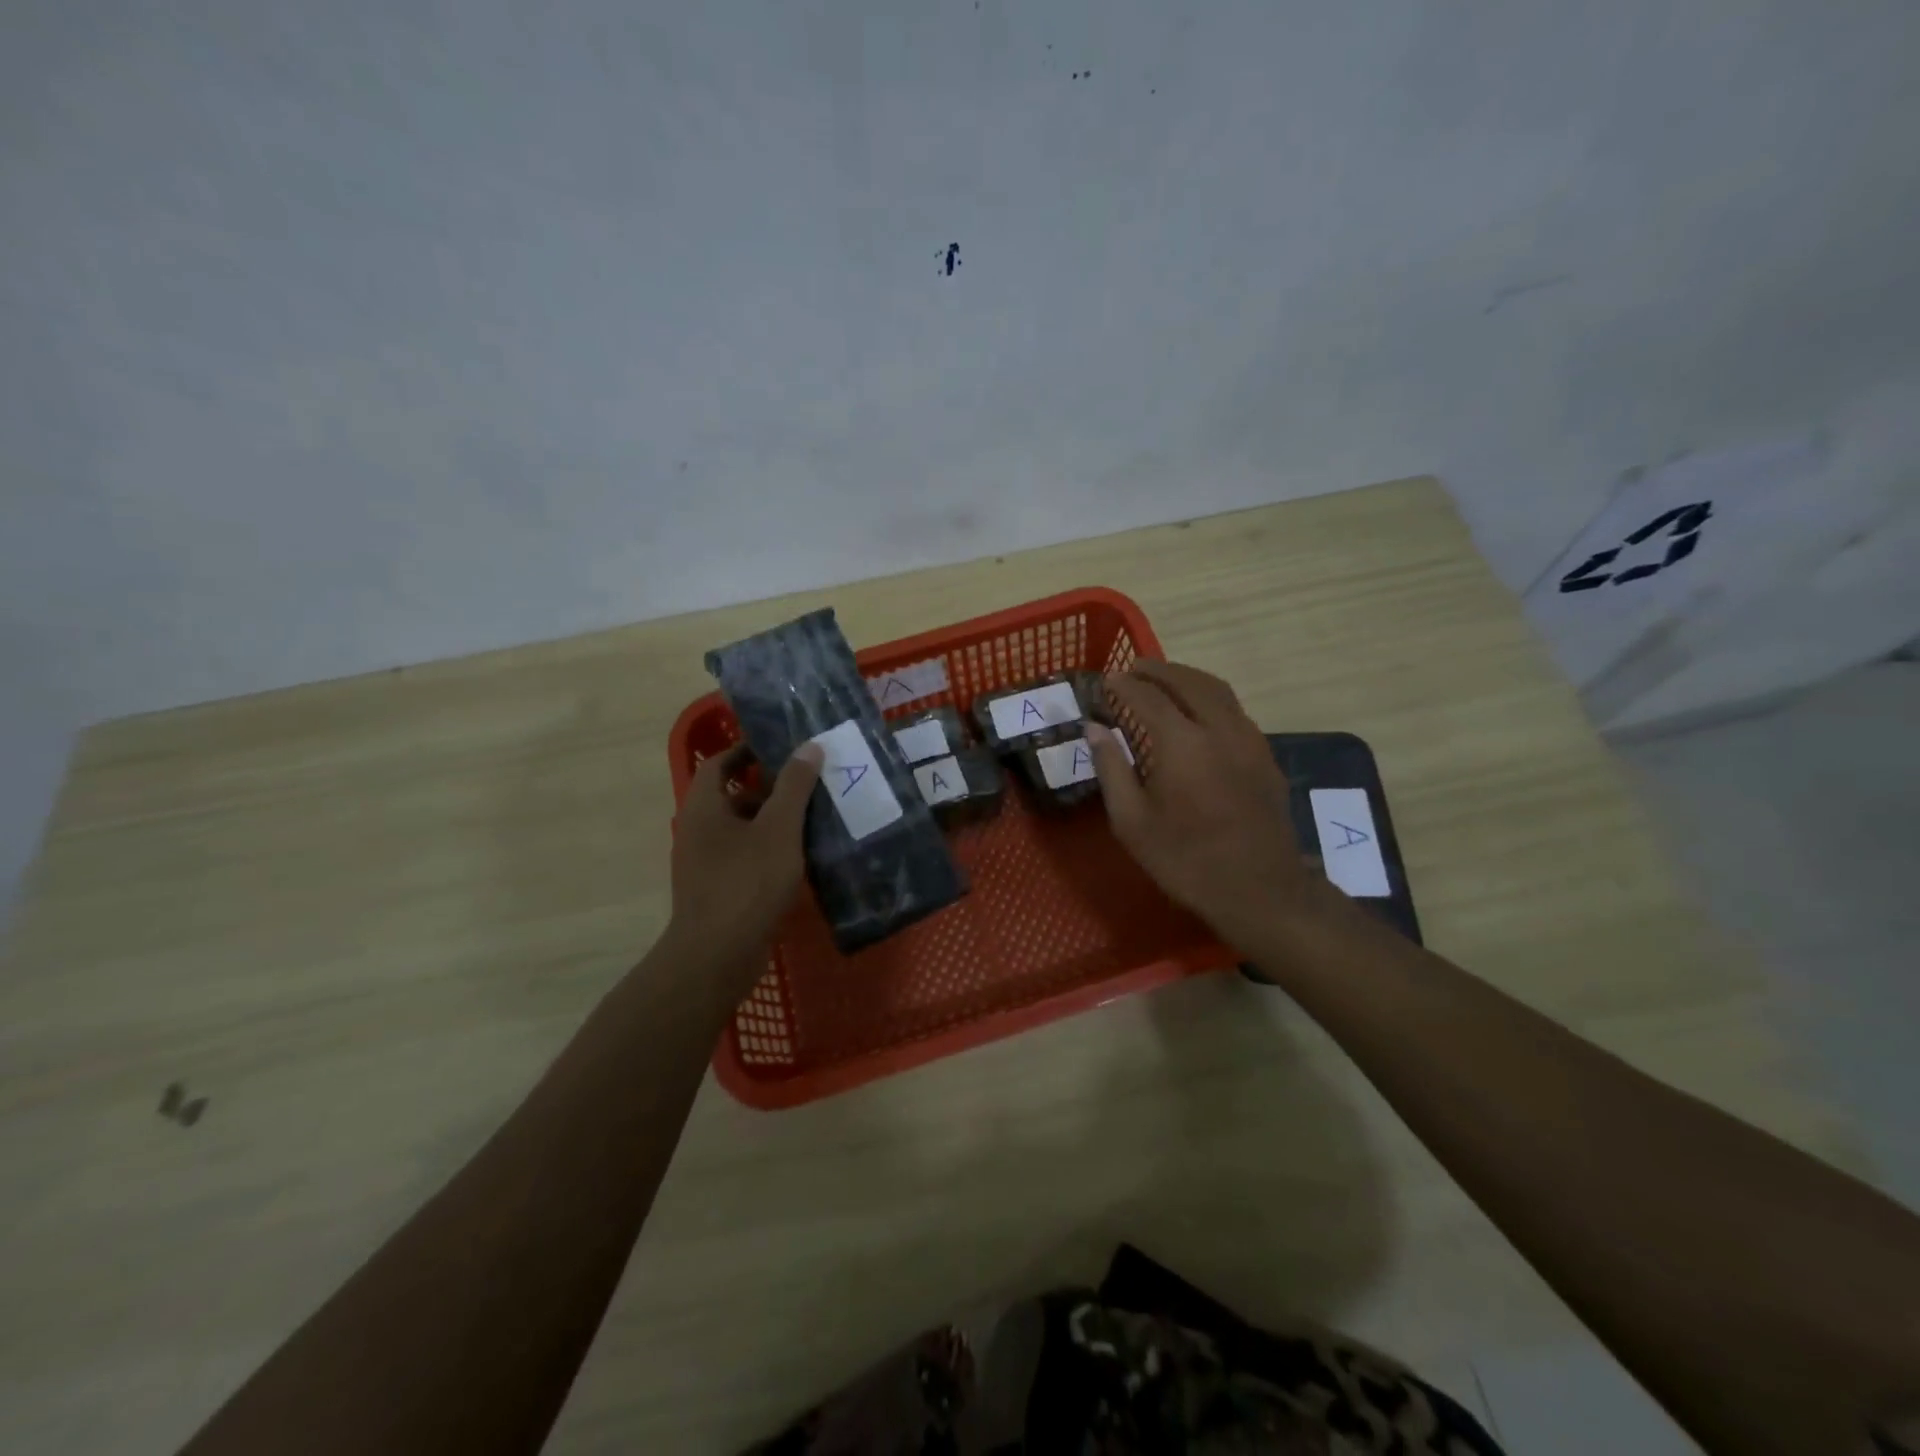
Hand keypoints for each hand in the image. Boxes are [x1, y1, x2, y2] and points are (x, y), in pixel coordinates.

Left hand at [668, 741, 823, 975]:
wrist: (717, 956)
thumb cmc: (747, 883)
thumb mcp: (779, 828)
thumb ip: (794, 786)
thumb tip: (809, 746)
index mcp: (704, 808)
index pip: (718, 764)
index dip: (746, 750)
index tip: (781, 747)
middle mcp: (698, 831)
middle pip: (731, 796)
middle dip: (769, 788)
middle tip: (808, 782)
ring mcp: (705, 863)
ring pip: (741, 829)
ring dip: (772, 821)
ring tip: (813, 818)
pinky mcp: (717, 890)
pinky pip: (744, 857)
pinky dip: (769, 850)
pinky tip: (800, 858)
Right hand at [1085, 662, 1324, 950]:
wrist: (1261, 890)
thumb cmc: (1186, 861)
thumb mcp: (1132, 823)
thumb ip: (1111, 769)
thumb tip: (1095, 729)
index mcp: (1181, 744)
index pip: (1147, 697)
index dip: (1124, 685)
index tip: (1106, 680)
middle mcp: (1219, 729)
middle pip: (1188, 681)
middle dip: (1158, 670)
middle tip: (1134, 669)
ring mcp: (1249, 740)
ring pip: (1218, 690)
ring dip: (1187, 678)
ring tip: (1164, 681)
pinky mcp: (1266, 756)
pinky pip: (1235, 711)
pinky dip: (1210, 698)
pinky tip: (1198, 715)